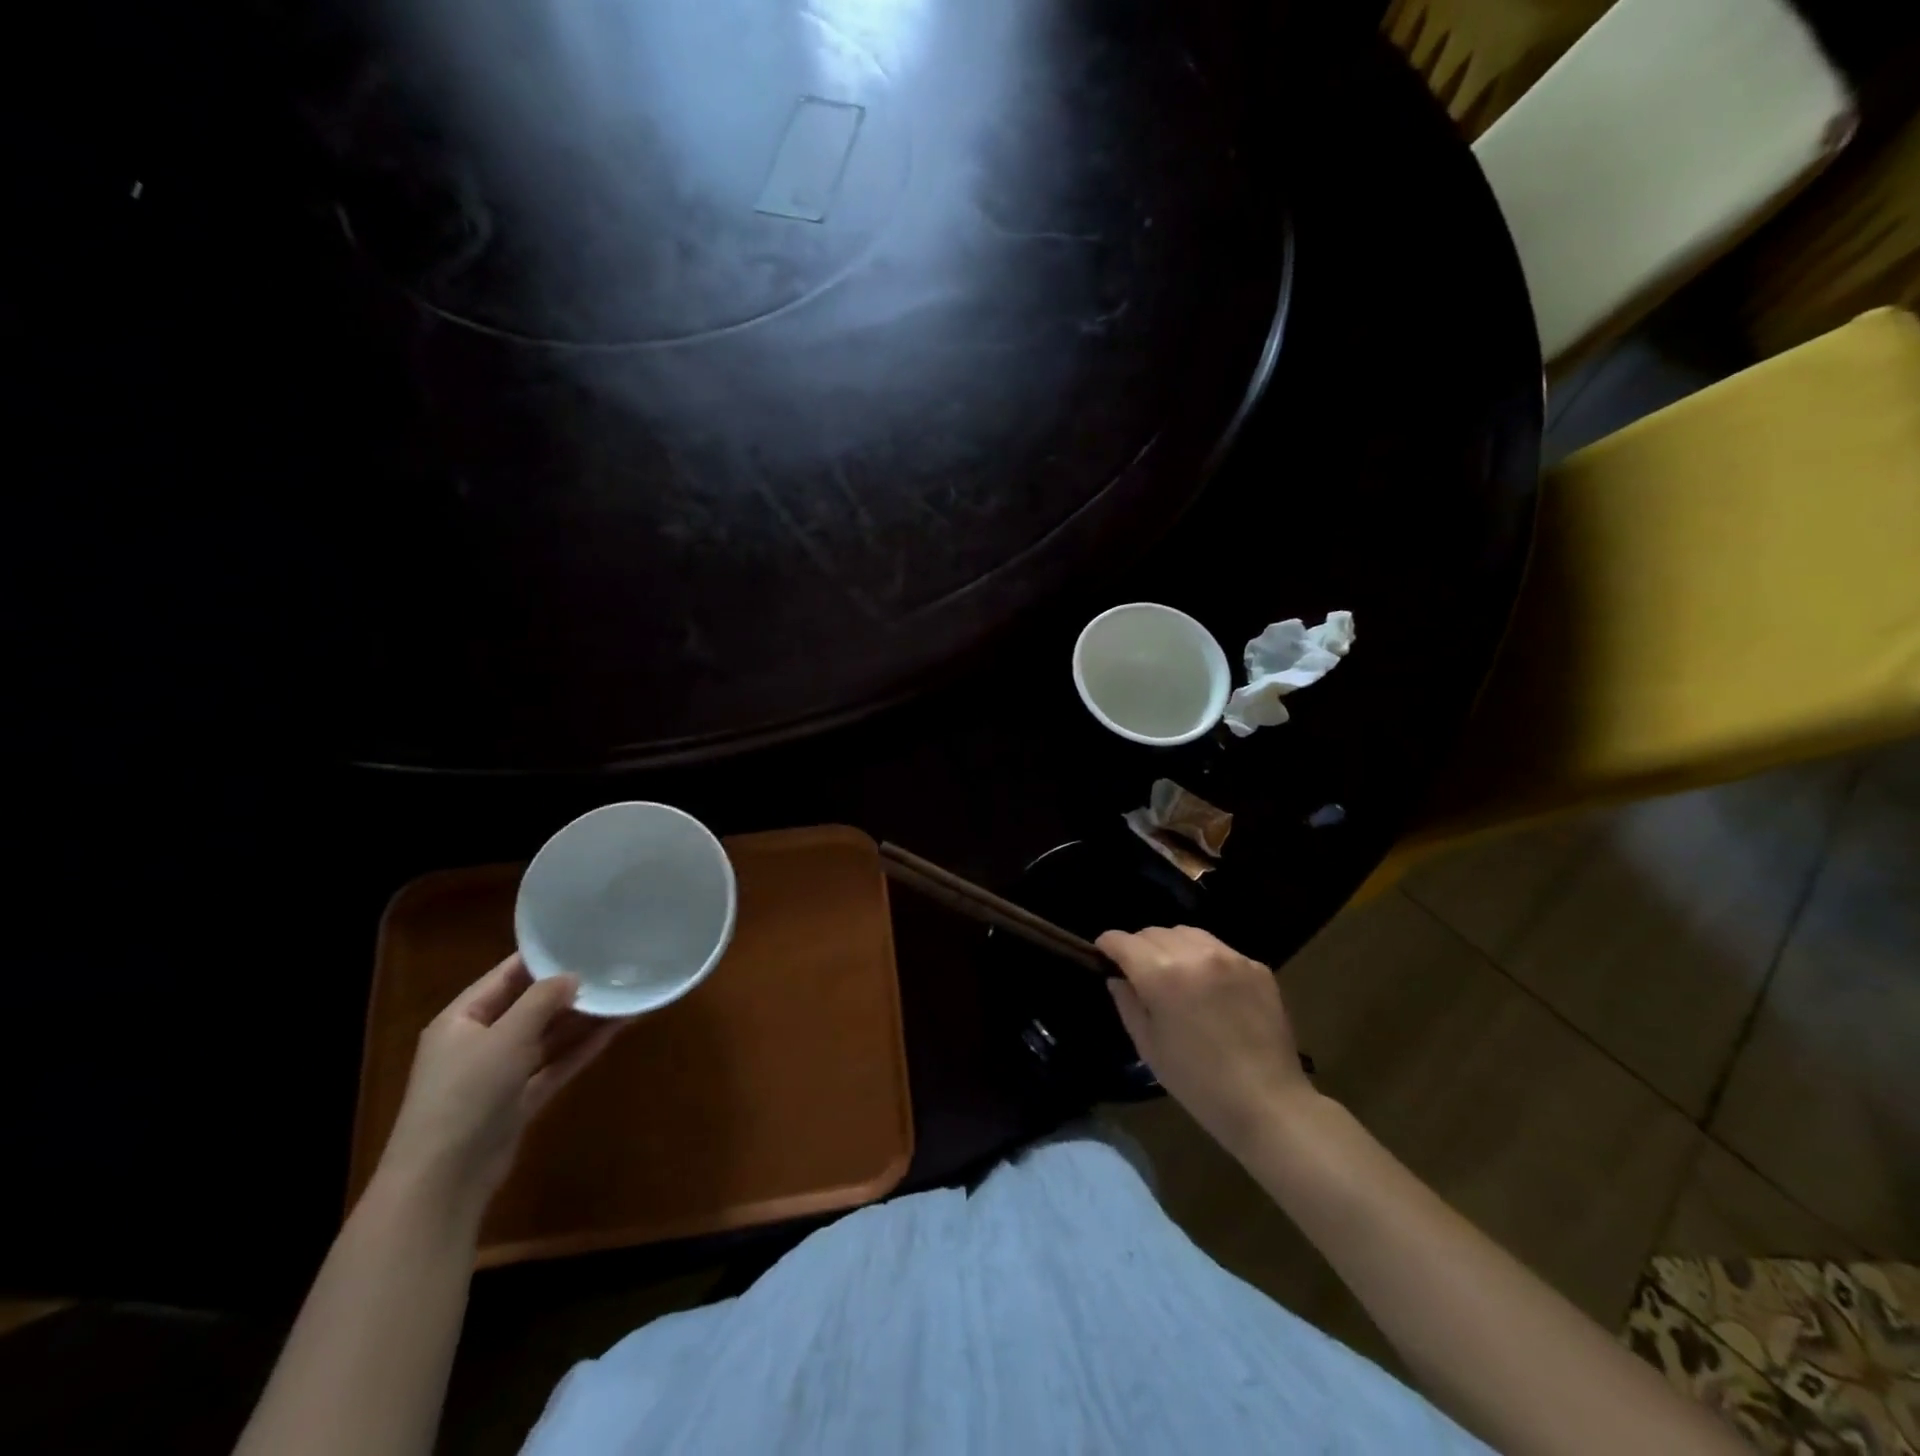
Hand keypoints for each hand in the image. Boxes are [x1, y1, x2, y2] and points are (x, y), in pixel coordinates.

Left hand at [376, 954, 626, 1212]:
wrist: (443, 1181)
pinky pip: (556, 1065)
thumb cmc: (466, 1094)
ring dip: (583, 1019)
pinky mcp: (519, 1101)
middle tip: (614, 966)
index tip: (583, 938)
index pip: (506, 975)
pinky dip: (582, 1048)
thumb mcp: (506, 1036)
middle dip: (570, 989)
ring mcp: (500, 1073)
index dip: (543, 958)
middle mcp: (480, 1042)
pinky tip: (616, 1030)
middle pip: (530, 1006)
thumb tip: (572, 975)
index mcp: (461, 1019)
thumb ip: (541, 1001)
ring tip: (624, 995)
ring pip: (548, 1037)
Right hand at [1098, 926, 1313, 1158]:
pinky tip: (1209, 987)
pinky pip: (1218, 948)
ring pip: (1186, 933)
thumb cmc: (1198, 1082)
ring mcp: (1229, 956)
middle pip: (1153, 932)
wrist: (1267, 1102)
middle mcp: (1194, 954)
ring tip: (1175, 973)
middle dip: (1139, 947)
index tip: (1104, 955)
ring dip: (1171, 946)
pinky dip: (1204, 958)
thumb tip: (1117, 978)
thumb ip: (1127, 1003)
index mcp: (1162, 975)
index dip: (1108, 945)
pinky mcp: (1256, 966)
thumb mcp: (1149, 1046)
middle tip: (1140, 972)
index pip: (1123, 941)